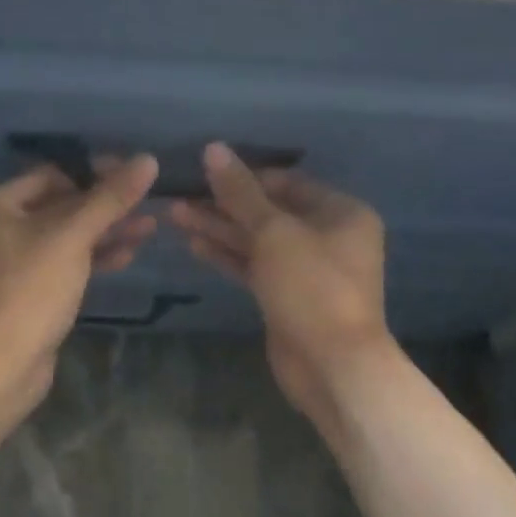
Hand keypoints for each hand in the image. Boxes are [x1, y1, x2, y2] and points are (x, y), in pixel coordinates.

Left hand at [0, 155, 159, 411]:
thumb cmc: (30, 289)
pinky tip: (126, 255)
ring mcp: (10, 264)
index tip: (132, 175)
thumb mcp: (73, 238)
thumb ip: (110, 199)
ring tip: (149, 227)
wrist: (0, 365)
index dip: (93, 173)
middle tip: (146, 202)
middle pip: (59, 206)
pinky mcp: (26, 293)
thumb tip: (147, 160)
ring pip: (64, 237)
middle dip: (104, 206)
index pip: (51, 175)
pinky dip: (91, 258)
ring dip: (104, 232)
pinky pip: (62, 264)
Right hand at [171, 143, 390, 429]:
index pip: (286, 183)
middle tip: (180, 195)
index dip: (245, 176)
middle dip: (224, 204)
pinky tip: (193, 244)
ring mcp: (307, 269)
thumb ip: (240, 191)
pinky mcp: (287, 296)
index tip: (204, 172)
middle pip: (268, 211)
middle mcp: (328, 236)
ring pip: (257, 240)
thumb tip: (213, 148)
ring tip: (175, 215)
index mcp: (340, 212)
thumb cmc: (312, 287)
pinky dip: (227, 255)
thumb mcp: (274, 232)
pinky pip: (255, 266)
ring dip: (219, 228)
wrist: (332, 367)